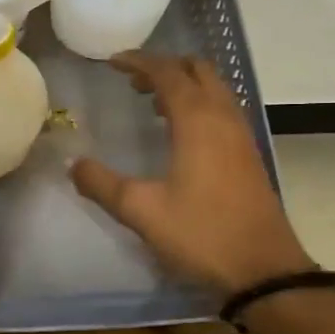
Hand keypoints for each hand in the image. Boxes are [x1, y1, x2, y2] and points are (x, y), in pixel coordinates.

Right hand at [70, 51, 311, 293]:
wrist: (263, 271)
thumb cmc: (200, 234)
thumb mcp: (141, 211)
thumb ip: (101, 184)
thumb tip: (72, 164)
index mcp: (198, 121)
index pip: (168, 73)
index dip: (139, 62)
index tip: (112, 62)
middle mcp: (223, 118)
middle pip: (198, 71)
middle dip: (164, 67)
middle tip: (132, 81)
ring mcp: (240, 136)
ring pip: (214, 89)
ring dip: (184, 85)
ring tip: (151, 102)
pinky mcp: (248, 155)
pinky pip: (222, 110)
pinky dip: (198, 104)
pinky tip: (179, 133)